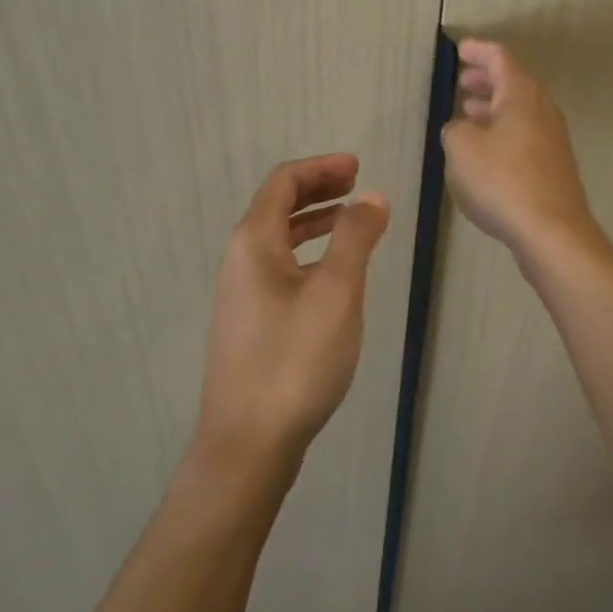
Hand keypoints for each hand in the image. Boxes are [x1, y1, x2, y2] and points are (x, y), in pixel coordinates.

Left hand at [194, 155, 389, 475]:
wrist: (249, 444)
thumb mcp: (336, 291)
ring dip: (314, 221)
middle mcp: (240, 261)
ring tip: (351, 221)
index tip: (357, 167)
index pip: (283, 182)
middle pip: (277, 206)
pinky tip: (333, 275)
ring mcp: (242, 295)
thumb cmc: (295, 360)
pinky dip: (308, 253)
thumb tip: (372, 197)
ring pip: (278, 240)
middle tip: (356, 185)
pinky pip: (280, 268)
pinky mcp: (250, 324)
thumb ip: (355, 237)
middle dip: (317, 189)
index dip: (321, 168)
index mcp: (254, 242)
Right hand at [441, 39, 596, 257]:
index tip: (460, 50)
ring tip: (468, 114)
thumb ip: (455, 129)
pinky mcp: (554, 167)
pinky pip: (525, 136)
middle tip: (463, 82)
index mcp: (521, 95)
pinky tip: (486, 152)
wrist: (552, 232)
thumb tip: (461, 128)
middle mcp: (542, 110)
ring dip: (493, 108)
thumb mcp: (462, 149)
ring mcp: (553, 140)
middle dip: (486, 80)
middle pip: (514, 84)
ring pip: (520, 112)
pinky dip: (503, 132)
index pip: (500, 58)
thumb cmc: (502, 181)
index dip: (479, 51)